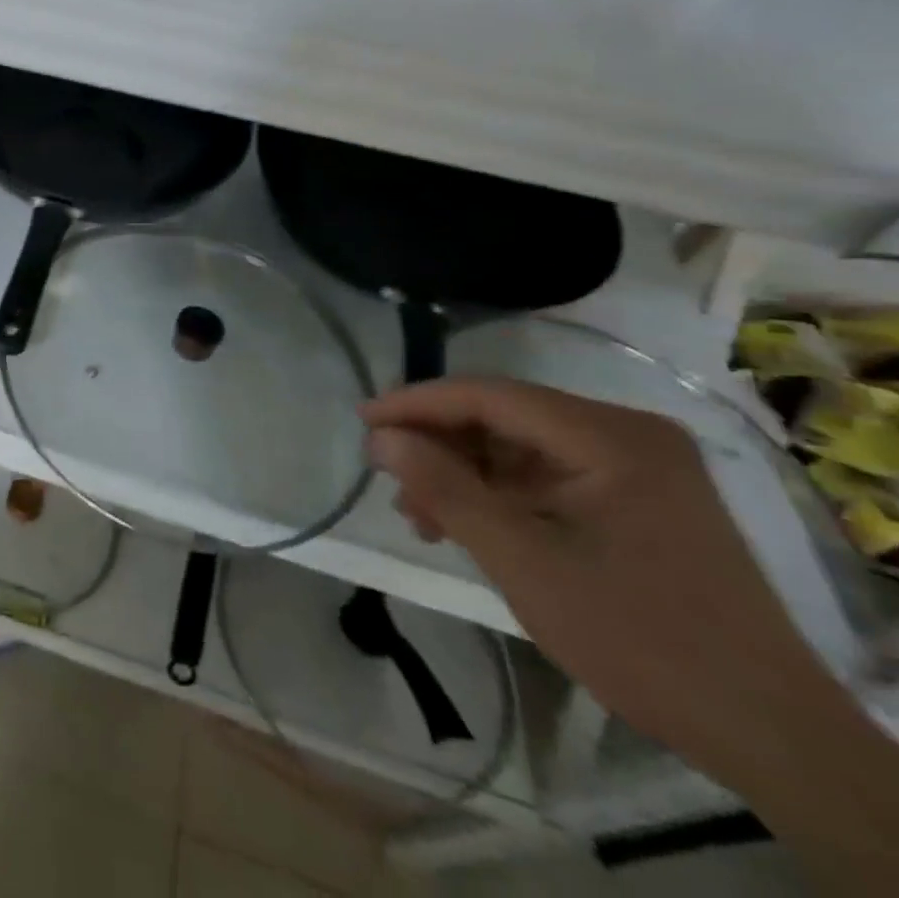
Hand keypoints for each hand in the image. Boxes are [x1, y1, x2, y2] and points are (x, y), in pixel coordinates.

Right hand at [362, 377, 862, 790]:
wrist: (768, 734)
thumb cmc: (638, 638)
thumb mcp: (522, 561)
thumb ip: (445, 489)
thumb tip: (381, 438)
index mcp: (611, 438)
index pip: (489, 396)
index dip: (417, 403)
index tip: (362, 422)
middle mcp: (627, 436)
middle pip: (503, 418)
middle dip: (439, 446)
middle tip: (388, 477)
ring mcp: (638, 468)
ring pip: (518, 448)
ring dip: (463, 475)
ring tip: (419, 515)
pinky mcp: (638, 500)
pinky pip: (546, 476)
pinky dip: (499, 496)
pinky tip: (464, 525)